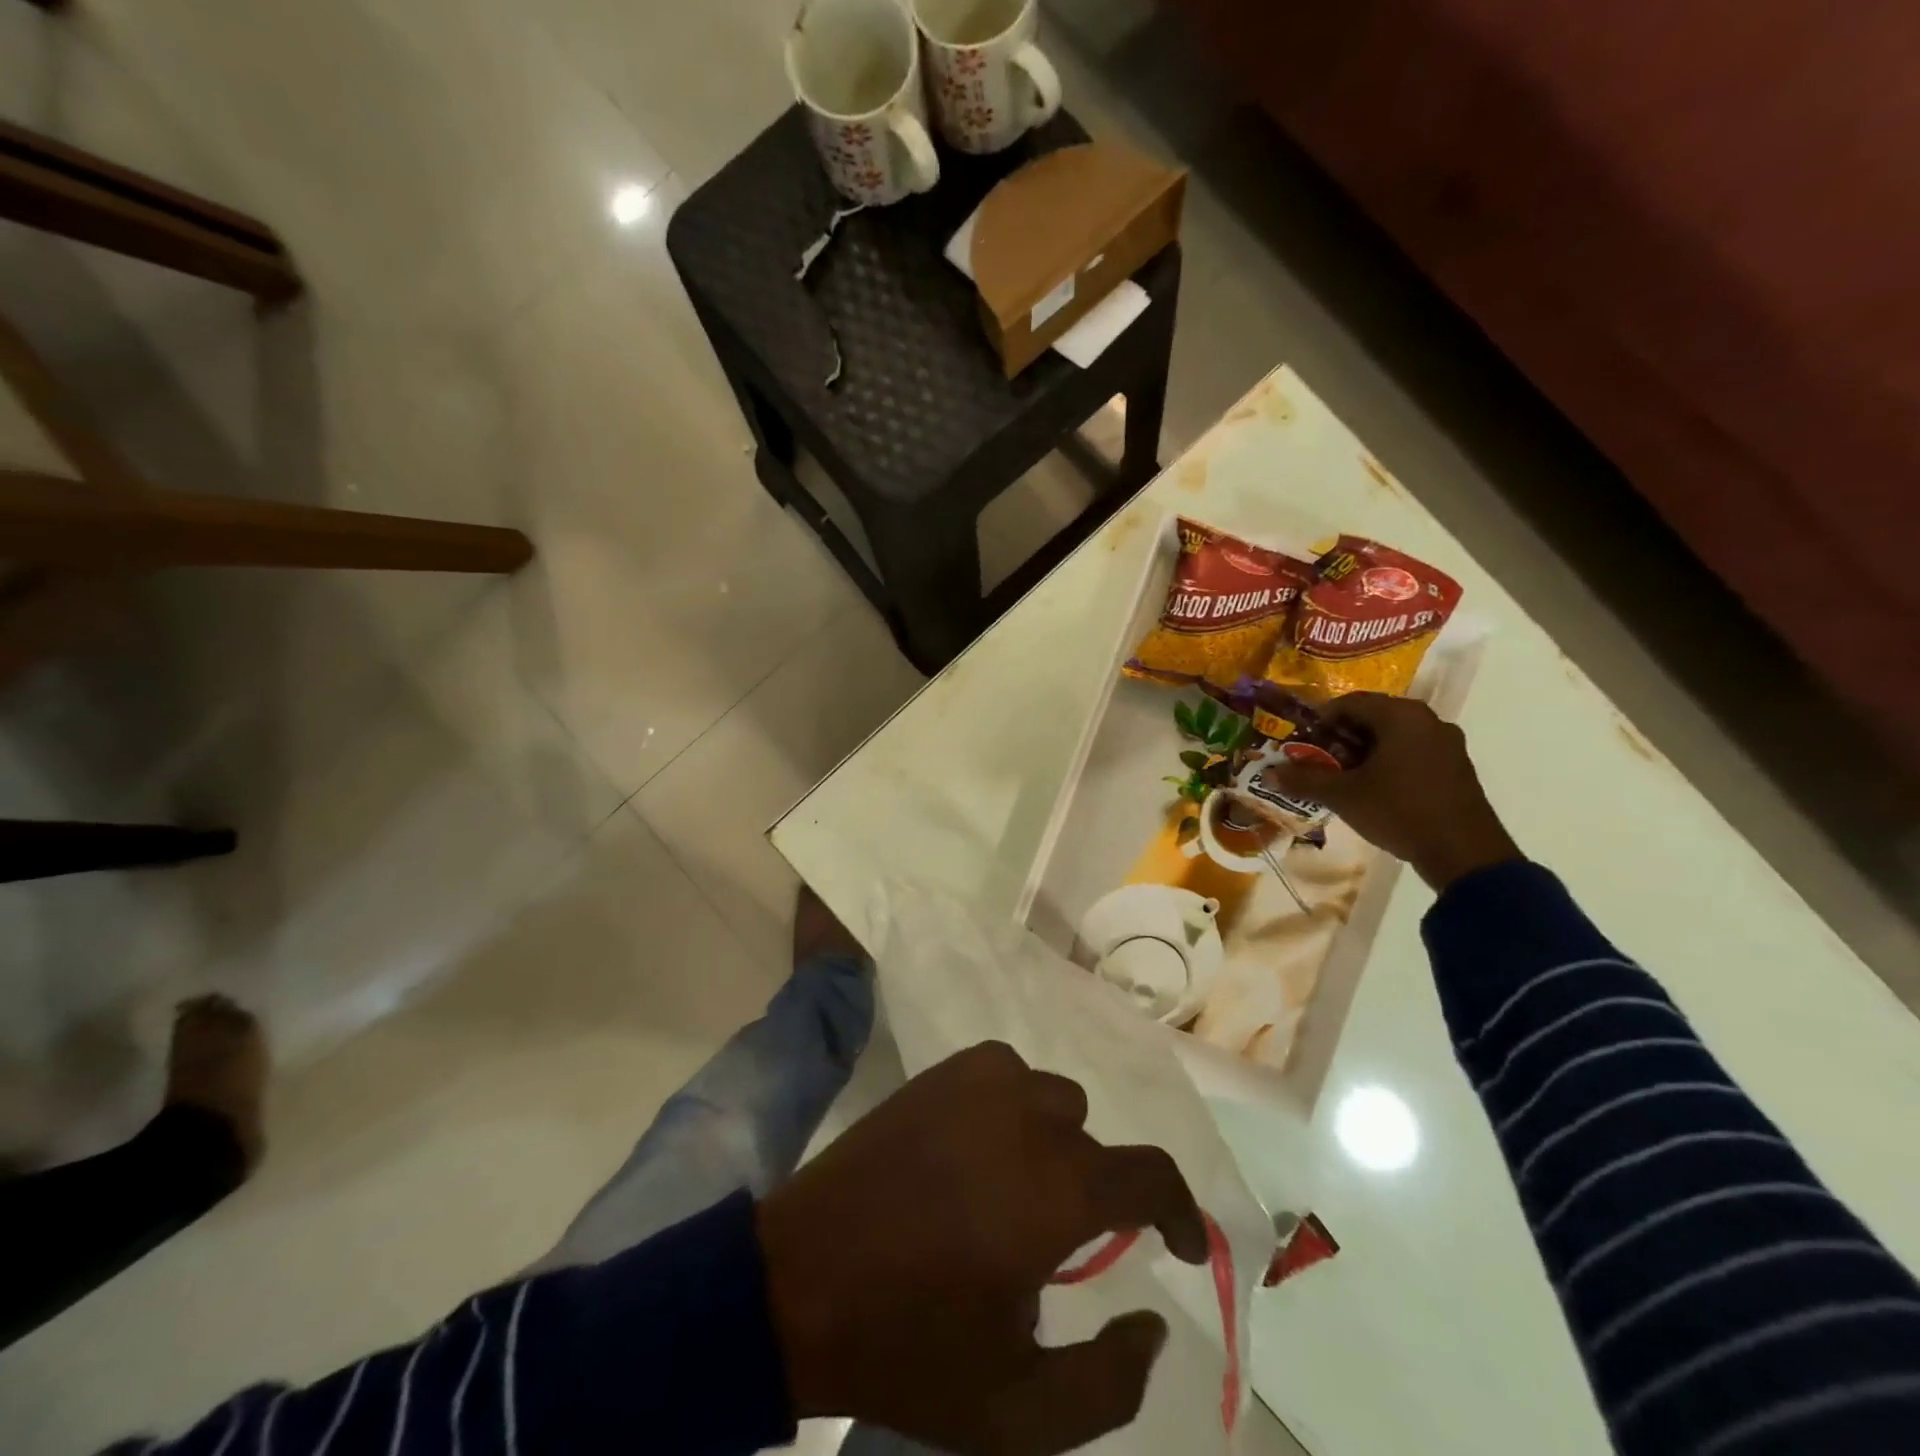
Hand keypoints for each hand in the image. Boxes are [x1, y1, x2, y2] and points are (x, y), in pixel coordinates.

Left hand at [755, 1041, 1206, 1455]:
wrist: (798, 1280)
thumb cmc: (909, 1346)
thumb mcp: (1018, 1412)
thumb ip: (1110, 1382)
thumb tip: (1151, 1321)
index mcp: (1057, 1191)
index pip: (1152, 1176)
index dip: (1181, 1212)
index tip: (1183, 1245)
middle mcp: (1027, 1118)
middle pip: (1095, 1141)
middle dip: (1094, 1192)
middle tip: (1057, 1242)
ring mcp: (979, 1083)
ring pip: (1051, 1099)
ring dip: (1051, 1143)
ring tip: (1013, 1190)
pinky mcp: (939, 1072)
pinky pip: (1005, 1071)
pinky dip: (1010, 1104)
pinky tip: (980, 1144)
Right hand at [1263, 693, 1522, 889]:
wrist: (1464, 854)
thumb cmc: (1399, 811)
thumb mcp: (1344, 796)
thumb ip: (1304, 780)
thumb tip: (1269, 773)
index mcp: (1402, 716)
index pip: (1350, 702)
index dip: (1319, 719)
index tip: (1299, 740)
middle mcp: (1427, 721)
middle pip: (1372, 718)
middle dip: (1338, 737)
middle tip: (1314, 758)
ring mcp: (1446, 744)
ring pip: (1392, 737)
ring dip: (1361, 751)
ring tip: (1337, 775)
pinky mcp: (1454, 767)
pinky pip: (1411, 752)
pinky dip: (1385, 762)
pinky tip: (1369, 787)